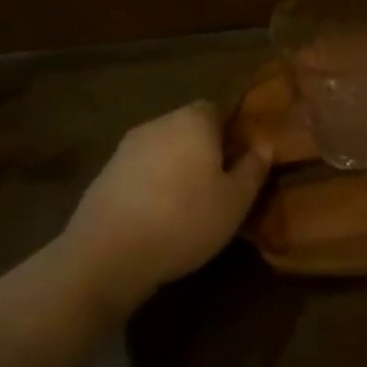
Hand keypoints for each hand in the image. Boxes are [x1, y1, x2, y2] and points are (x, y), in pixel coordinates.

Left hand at [63, 101, 269, 299]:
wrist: (106, 256)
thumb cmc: (184, 220)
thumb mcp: (235, 201)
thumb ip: (253, 169)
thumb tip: (264, 145)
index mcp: (194, 120)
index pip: (216, 110)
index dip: (228, 135)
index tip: (235, 164)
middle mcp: (159, 123)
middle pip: (187, 129)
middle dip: (200, 152)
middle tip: (214, 187)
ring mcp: (125, 149)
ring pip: (161, 152)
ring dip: (172, 171)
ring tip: (182, 208)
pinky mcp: (102, 176)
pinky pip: (137, 174)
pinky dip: (147, 189)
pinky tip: (152, 220)